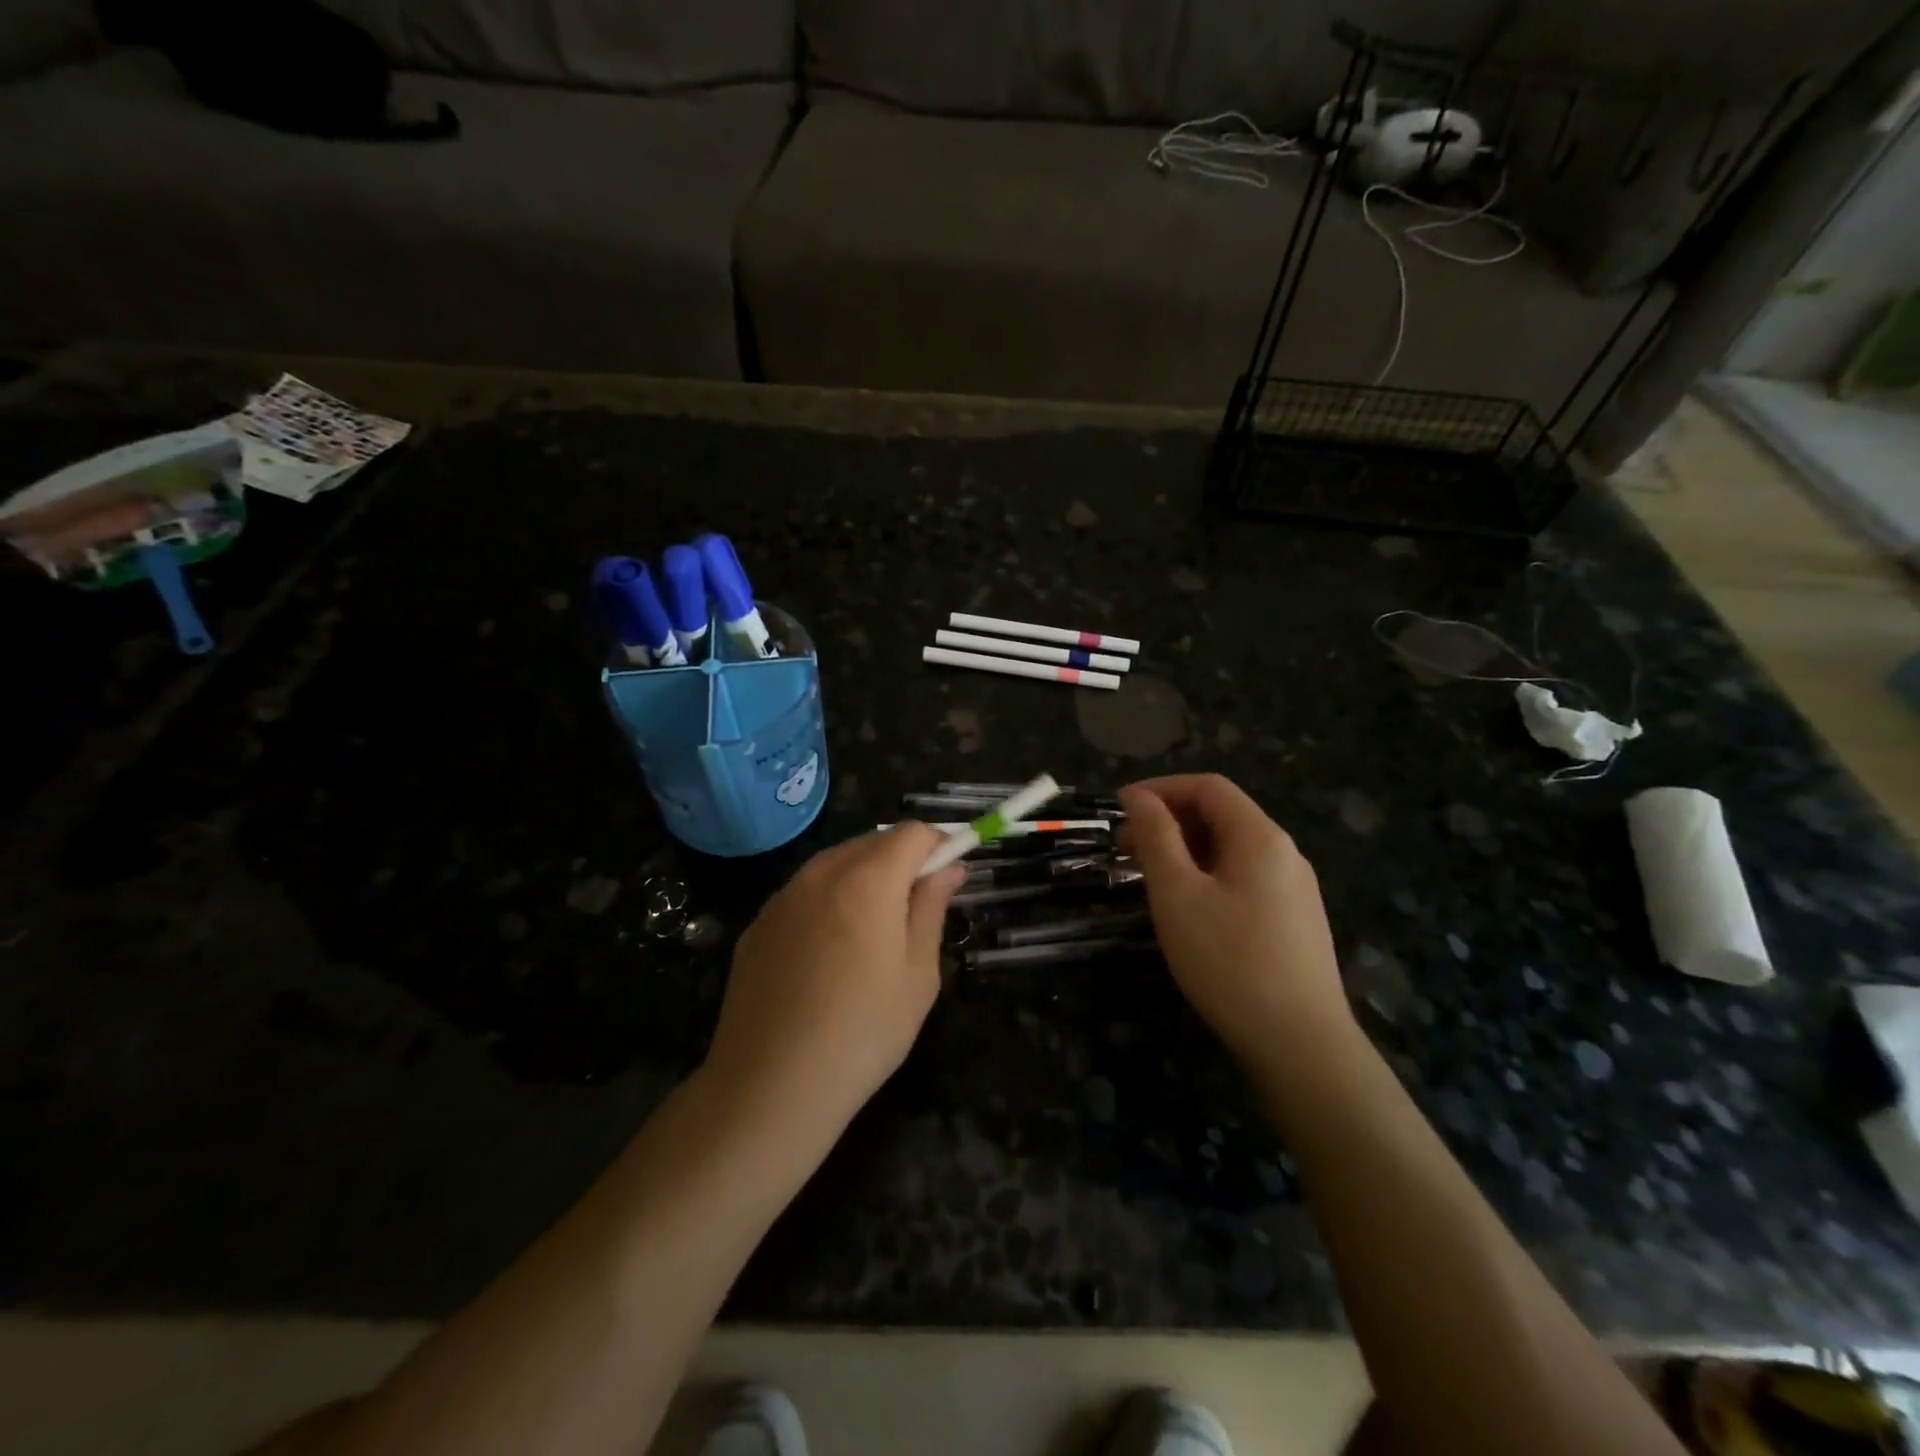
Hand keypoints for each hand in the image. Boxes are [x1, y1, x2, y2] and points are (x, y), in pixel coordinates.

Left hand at [704, 824, 964, 1136]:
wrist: (769, 1087)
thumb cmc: (862, 1033)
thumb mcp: (918, 975)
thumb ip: (932, 908)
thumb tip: (949, 868)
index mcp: (867, 880)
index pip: (913, 833)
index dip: (939, 845)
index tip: (950, 877)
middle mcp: (820, 873)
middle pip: (873, 842)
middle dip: (903, 860)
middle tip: (917, 908)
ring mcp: (783, 897)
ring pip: (835, 863)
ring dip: (864, 877)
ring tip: (874, 932)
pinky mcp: (758, 924)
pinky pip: (804, 892)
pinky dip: (828, 900)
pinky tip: (829, 953)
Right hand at [1119, 775, 1354, 1073]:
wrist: (1301, 1044)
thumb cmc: (1229, 961)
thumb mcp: (1178, 894)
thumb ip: (1156, 837)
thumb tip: (1138, 797)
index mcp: (1260, 837)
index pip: (1208, 787)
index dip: (1160, 789)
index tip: (1119, 808)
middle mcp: (1284, 853)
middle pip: (1221, 815)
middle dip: (1169, 821)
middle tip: (1124, 847)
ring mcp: (1294, 889)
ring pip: (1231, 850)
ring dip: (1185, 850)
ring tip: (1147, 877)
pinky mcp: (1294, 921)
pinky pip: (1243, 878)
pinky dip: (1206, 875)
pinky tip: (1186, 907)